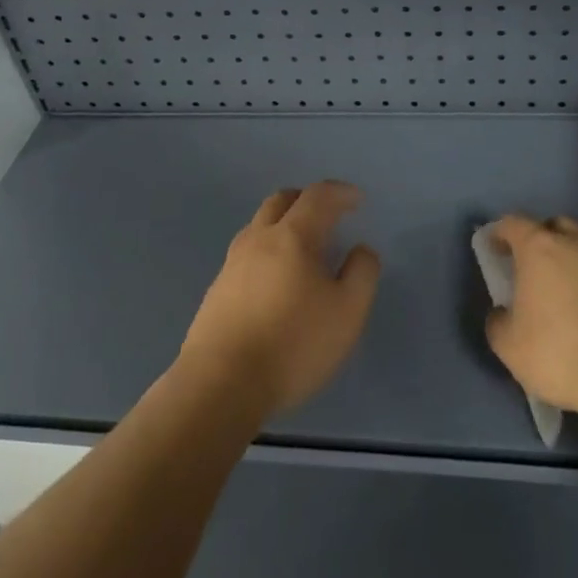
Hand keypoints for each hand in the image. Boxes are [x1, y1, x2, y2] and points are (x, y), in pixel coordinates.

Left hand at [181, 182, 381, 418]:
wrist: (220, 384)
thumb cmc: (293, 344)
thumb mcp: (347, 313)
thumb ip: (361, 274)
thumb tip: (360, 250)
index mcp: (292, 236)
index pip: (317, 196)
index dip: (340, 192)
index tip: (357, 200)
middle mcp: (258, 239)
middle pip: (281, 201)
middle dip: (307, 200)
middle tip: (327, 214)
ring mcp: (231, 264)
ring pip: (259, 226)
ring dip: (283, 224)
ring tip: (303, 249)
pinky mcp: (216, 290)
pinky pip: (246, 254)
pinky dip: (267, 251)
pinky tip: (276, 281)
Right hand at [483, 214, 577, 418]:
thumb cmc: (559, 352)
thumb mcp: (509, 346)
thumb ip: (498, 322)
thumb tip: (503, 313)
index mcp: (539, 249)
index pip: (513, 223)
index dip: (499, 233)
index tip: (493, 248)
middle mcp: (575, 245)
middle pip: (553, 226)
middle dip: (539, 239)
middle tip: (529, 267)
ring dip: (568, 263)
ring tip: (561, 295)